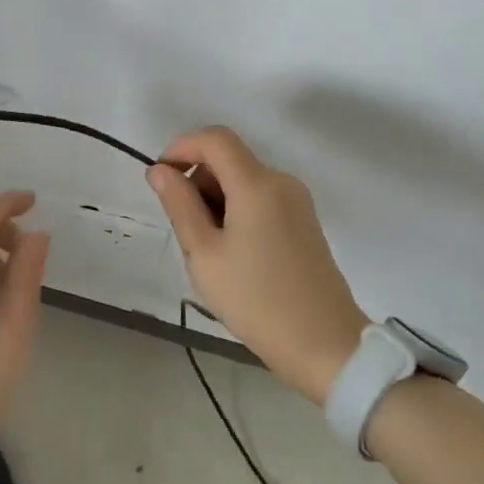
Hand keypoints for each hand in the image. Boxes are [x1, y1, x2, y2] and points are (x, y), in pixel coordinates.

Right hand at [147, 127, 369, 404]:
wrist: (324, 345)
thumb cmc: (255, 299)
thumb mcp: (204, 253)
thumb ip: (179, 204)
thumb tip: (160, 170)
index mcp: (257, 184)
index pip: (214, 138)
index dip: (181, 147)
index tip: (160, 179)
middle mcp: (281, 182)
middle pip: (229, 159)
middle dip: (197, 180)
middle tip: (184, 230)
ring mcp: (297, 202)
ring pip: (243, 181)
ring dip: (215, 199)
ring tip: (208, 251)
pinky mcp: (304, 222)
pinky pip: (261, 199)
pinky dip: (236, 211)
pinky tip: (233, 254)